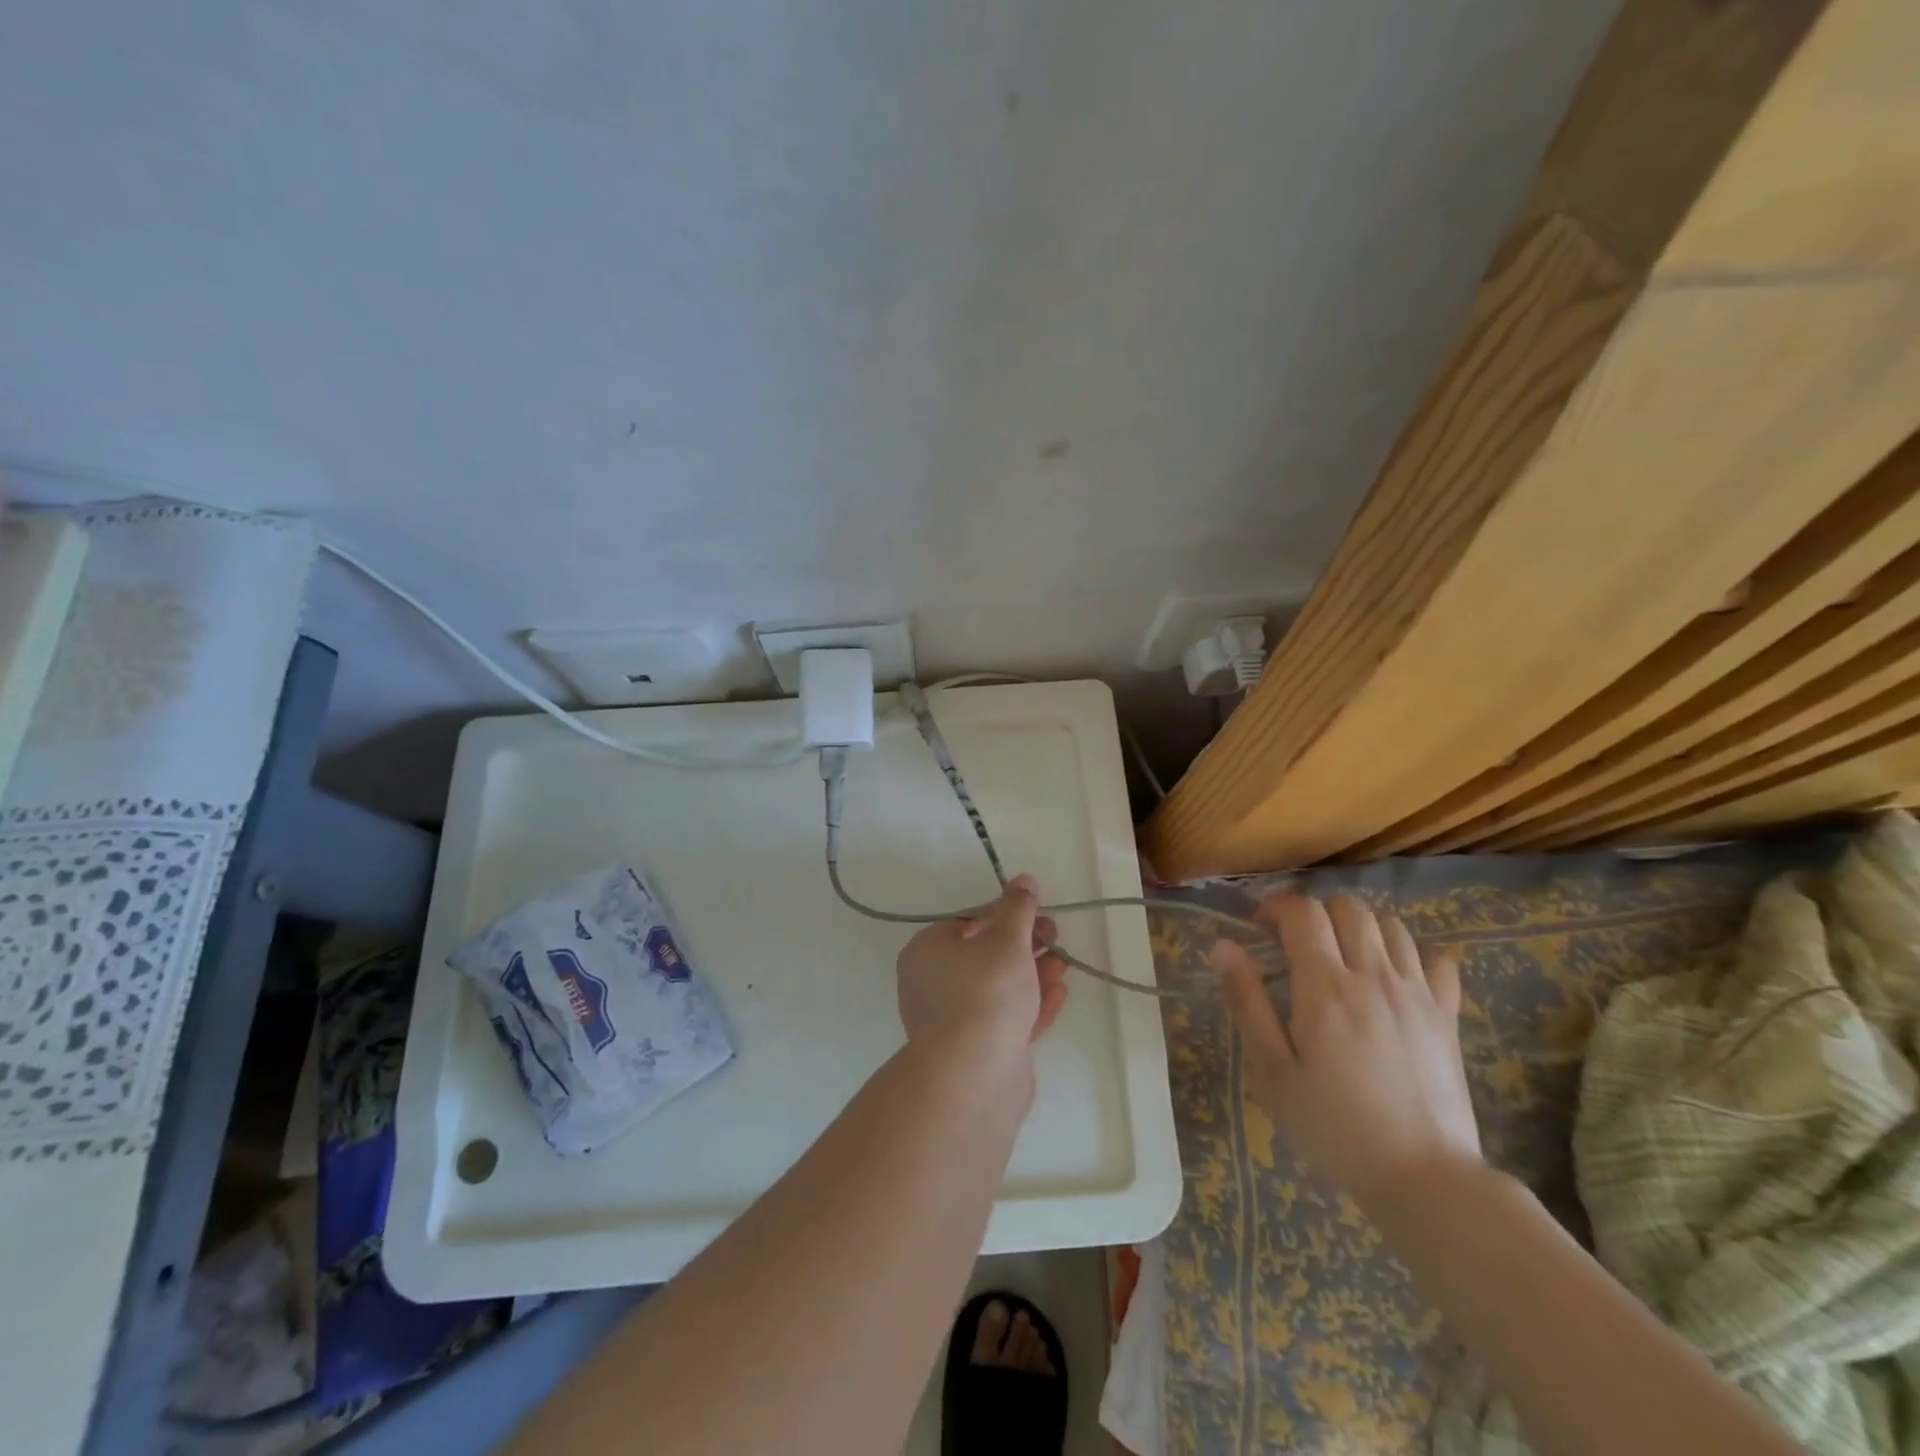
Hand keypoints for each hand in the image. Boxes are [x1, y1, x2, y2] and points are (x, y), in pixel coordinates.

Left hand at [896, 874, 1069, 1059]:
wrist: (975, 1074)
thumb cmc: (986, 991)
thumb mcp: (1007, 938)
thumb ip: (1018, 908)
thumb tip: (1023, 880)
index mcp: (927, 951)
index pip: (966, 922)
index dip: (1004, 914)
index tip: (1036, 913)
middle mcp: (931, 985)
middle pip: (983, 955)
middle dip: (1023, 944)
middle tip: (1054, 937)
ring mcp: (952, 1022)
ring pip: (997, 989)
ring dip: (1032, 973)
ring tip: (1063, 963)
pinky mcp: (976, 1052)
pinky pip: (1005, 1019)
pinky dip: (1031, 1004)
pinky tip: (1059, 992)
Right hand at [1215, 894, 1481, 1207]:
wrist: (1424, 1179)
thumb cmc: (1333, 1127)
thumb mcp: (1271, 1071)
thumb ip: (1247, 1002)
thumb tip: (1224, 946)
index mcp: (1326, 987)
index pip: (1303, 912)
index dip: (1275, 907)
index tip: (1259, 930)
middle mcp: (1374, 976)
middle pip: (1348, 908)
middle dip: (1316, 912)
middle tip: (1296, 943)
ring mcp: (1417, 993)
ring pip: (1391, 926)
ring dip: (1359, 928)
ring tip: (1341, 957)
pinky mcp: (1448, 1016)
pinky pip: (1437, 960)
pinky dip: (1411, 955)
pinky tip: (1394, 978)